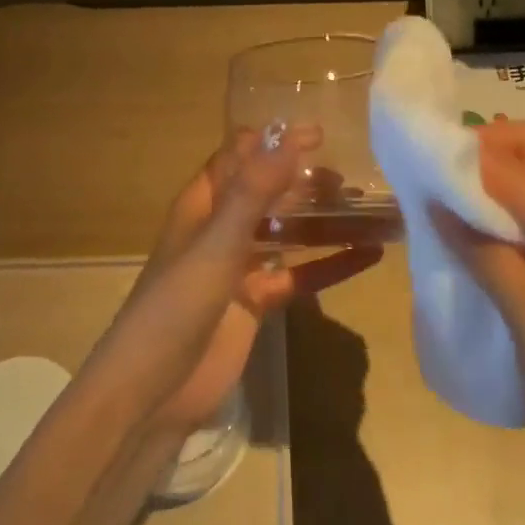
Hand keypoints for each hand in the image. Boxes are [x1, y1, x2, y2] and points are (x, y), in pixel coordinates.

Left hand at [96, 128, 381, 436]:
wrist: (155, 390)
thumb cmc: (177, 305)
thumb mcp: (216, 243)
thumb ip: (253, 193)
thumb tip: (289, 138)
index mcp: (201, 206)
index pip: (239, 159)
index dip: (274, 142)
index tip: (320, 133)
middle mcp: (220, 230)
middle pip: (267, 194)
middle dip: (303, 181)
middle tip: (350, 177)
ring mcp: (239, 268)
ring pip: (287, 234)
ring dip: (321, 221)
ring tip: (366, 208)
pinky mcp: (257, 303)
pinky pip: (299, 275)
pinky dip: (330, 265)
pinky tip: (369, 255)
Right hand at [435, 121, 524, 410]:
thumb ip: (489, 259)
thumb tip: (439, 203)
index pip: (517, 166)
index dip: (468, 156)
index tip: (421, 169)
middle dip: (488, 148)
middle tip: (440, 179)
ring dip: (492, 178)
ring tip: (447, 205)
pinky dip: (499, 212)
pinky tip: (471, 243)